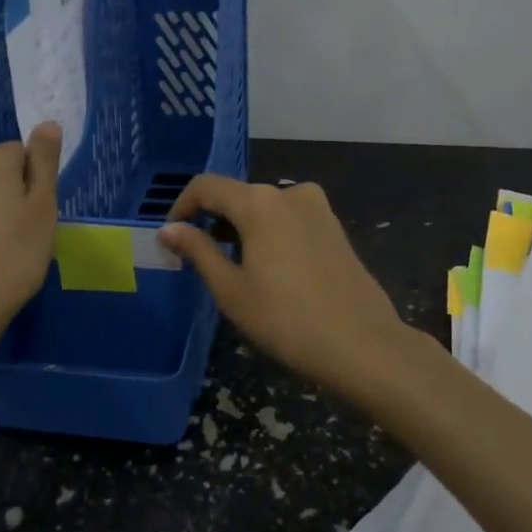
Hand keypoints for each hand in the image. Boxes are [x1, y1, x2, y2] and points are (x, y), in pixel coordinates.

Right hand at [159, 176, 413, 398]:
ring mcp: (317, 208)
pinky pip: (288, 219)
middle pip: (237, 195)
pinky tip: (268, 269)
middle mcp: (289, 192)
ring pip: (264, 207)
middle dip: (212, 220)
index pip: (206, 186)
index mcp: (259, 202)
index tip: (171, 237)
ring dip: (240, 228)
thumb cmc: (286, 319)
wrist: (362, 345)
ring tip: (231, 267)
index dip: (181, 207)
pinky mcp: (334, 227)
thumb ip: (197, 250)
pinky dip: (268, 233)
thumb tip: (169, 229)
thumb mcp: (230, 289)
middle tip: (196, 258)